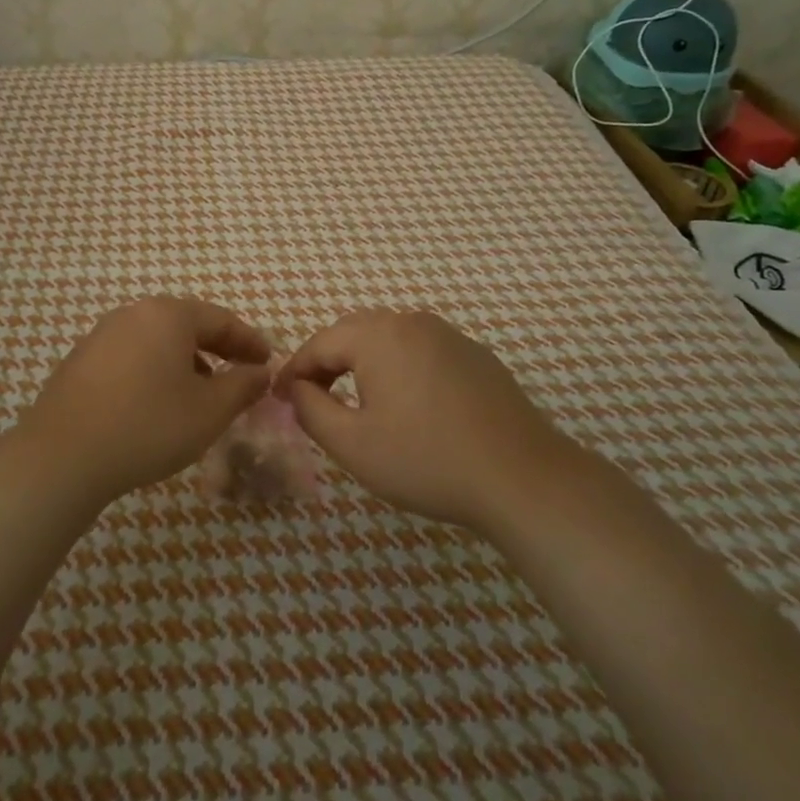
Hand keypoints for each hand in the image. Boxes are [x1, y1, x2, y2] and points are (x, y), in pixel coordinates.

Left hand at [10, 297, 271, 508]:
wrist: (62, 456)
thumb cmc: (148, 426)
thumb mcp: (209, 411)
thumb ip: (243, 386)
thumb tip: (261, 372)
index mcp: (168, 315)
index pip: (220, 319)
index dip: (249, 341)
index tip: (268, 361)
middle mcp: (133, 314)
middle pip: (187, 325)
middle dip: (218, 349)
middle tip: (241, 374)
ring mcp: (102, 335)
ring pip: (158, 341)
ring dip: (187, 362)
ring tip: (202, 394)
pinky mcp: (81, 360)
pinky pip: (132, 356)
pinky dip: (156, 371)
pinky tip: (158, 403)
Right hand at [277, 309, 576, 532]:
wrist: (521, 477)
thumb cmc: (426, 460)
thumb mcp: (352, 444)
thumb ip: (310, 409)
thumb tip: (295, 387)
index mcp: (378, 336)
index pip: (319, 343)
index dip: (294, 370)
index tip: (278, 398)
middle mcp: (412, 323)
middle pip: (354, 332)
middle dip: (326, 361)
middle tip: (311, 397)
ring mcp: (449, 336)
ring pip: (390, 338)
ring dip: (363, 361)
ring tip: (354, 399)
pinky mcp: (475, 355)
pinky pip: (421, 350)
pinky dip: (399, 367)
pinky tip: (407, 403)